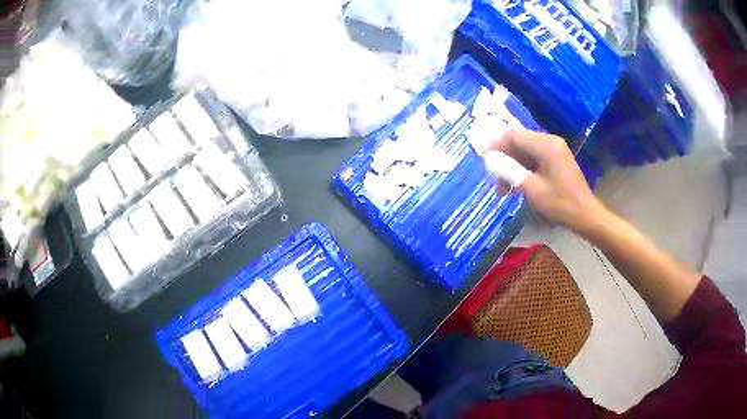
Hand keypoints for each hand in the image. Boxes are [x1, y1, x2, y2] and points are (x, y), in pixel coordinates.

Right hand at [490, 130, 605, 233]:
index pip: (514, 136)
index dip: (496, 145)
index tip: (483, 160)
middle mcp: (550, 141)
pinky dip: (524, 169)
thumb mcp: (532, 189)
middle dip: (504, 159)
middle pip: (519, 142)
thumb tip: (490, 160)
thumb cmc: (560, 203)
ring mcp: (555, 150)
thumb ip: (509, 171)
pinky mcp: (557, 159)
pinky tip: (518, 185)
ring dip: (513, 166)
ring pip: (526, 151)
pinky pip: (535, 158)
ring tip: (505, 189)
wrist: (585, 215)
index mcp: (546, 145)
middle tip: (494, 179)